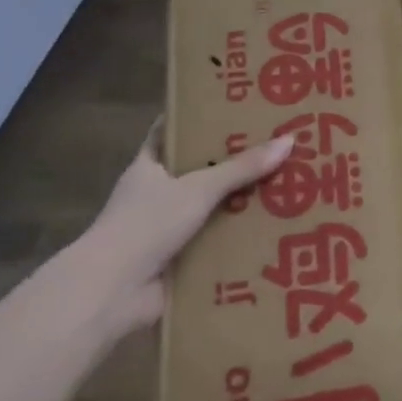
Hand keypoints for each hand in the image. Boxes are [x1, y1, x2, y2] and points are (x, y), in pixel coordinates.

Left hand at [67, 126, 293, 332]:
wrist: (111, 294)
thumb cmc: (146, 225)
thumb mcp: (198, 188)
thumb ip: (242, 168)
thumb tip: (289, 140)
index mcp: (148, 168)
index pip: (168, 133)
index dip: (194, 119)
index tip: (228, 107)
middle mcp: (154, 196)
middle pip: (196, 171)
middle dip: (230, 163)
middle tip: (273, 146)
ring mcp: (164, 231)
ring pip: (208, 209)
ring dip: (238, 204)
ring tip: (284, 187)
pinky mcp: (177, 262)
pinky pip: (214, 244)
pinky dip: (236, 241)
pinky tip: (272, 232)